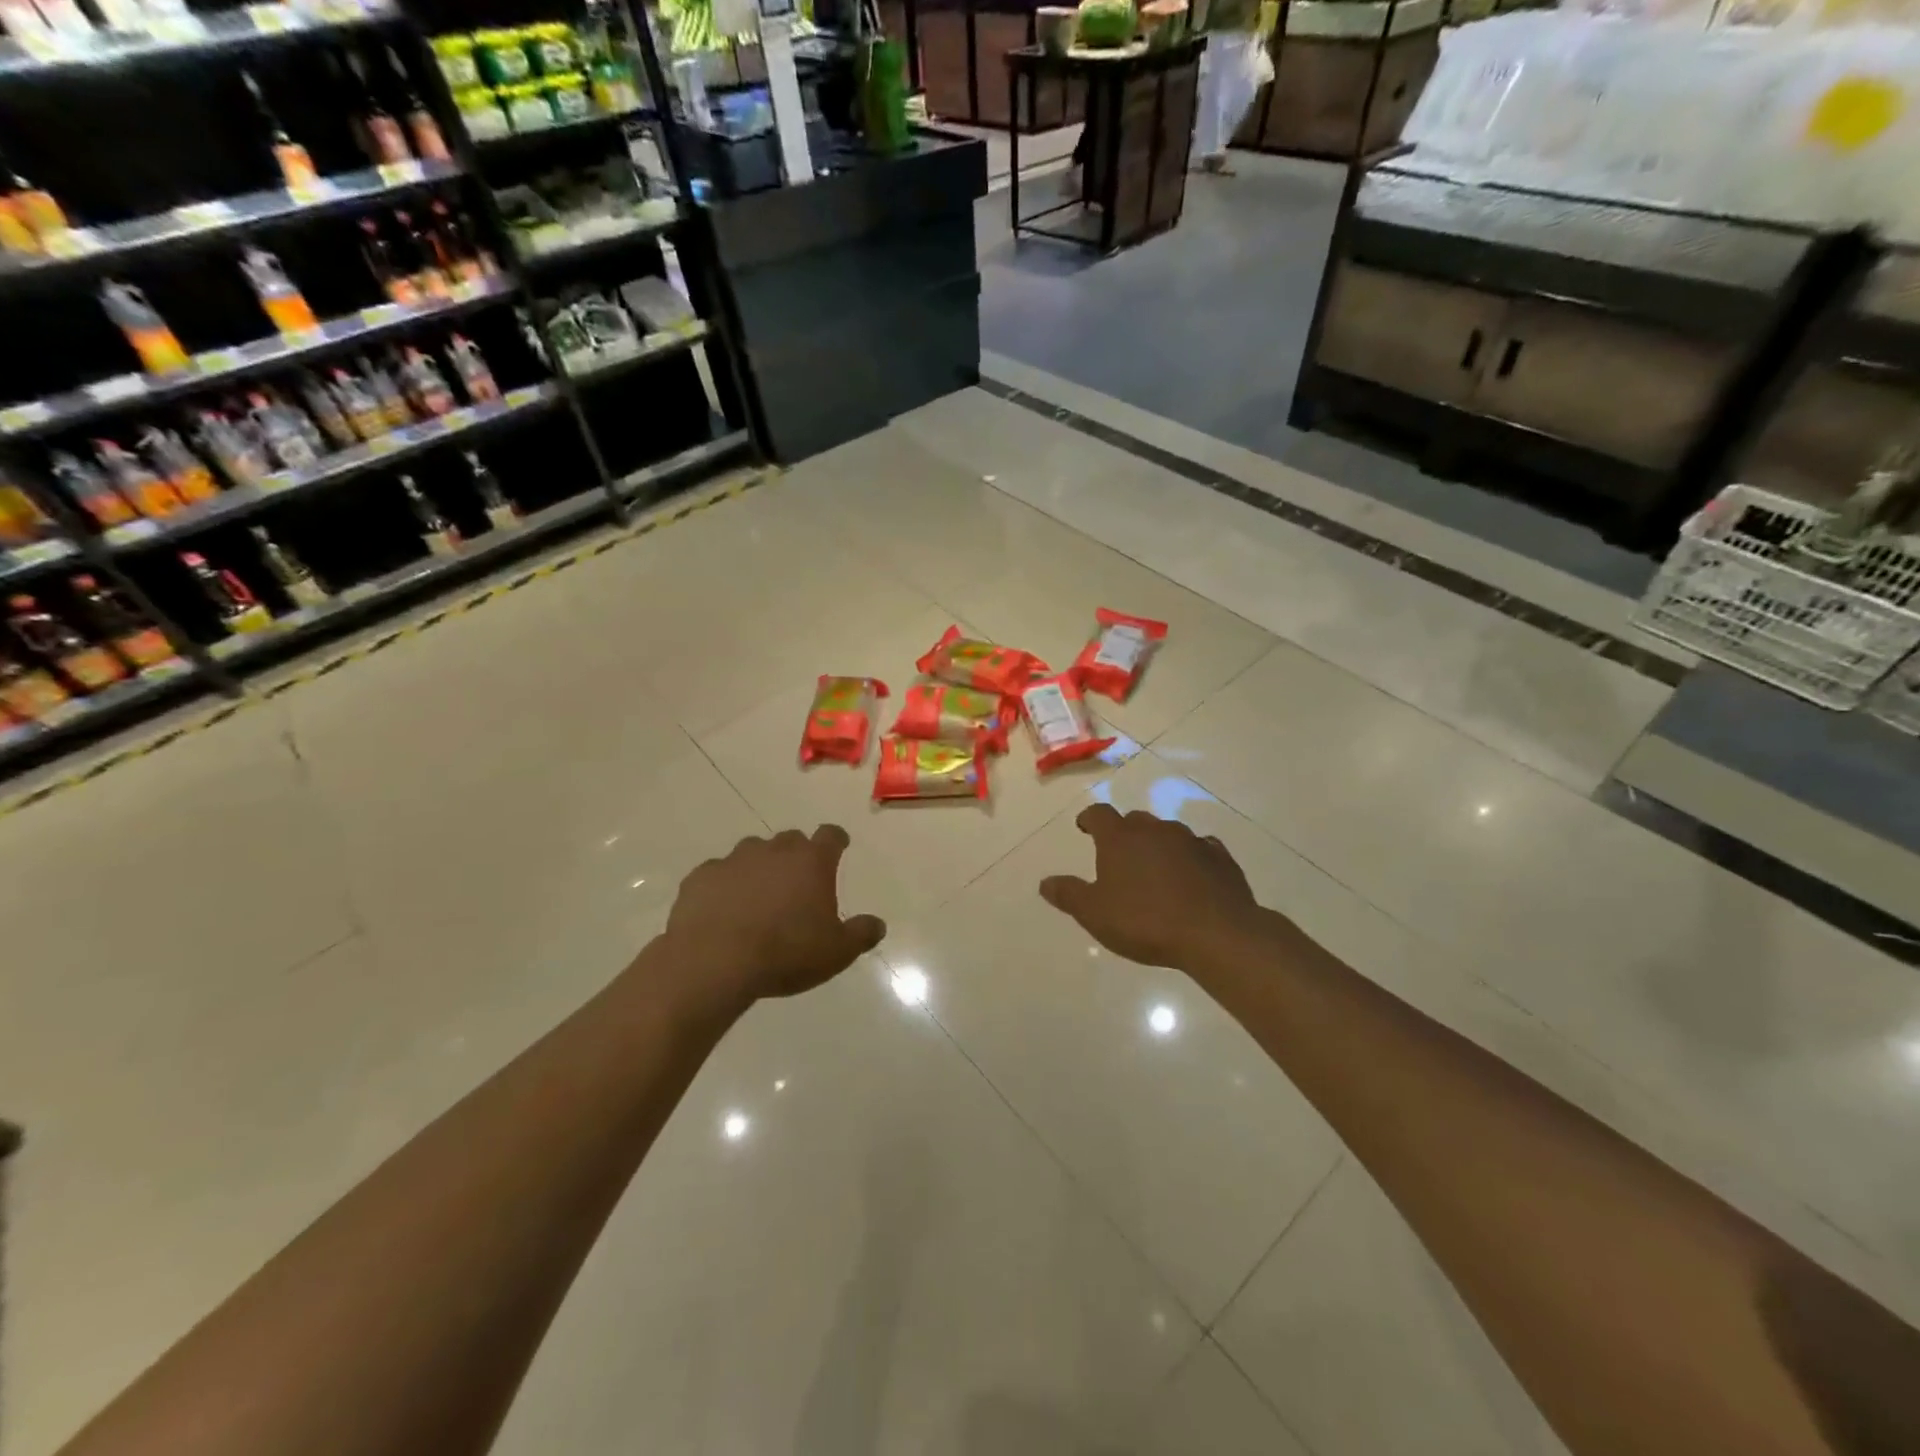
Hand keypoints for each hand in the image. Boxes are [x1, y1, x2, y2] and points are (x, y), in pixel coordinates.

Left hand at [661, 826, 885, 1009]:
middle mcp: (774, 851)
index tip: (839, 846)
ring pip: (752, 853)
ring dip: (759, 868)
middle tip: (798, 882)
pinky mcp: (701, 877)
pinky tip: (723, 910)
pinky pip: (718, 874)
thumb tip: (878, 925)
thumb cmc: (785, 953)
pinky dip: (725, 885)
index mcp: (811, 862)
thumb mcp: (836, 952)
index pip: (830, 835)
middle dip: (796, 856)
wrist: (714, 962)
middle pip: (791, 840)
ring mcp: (734, 860)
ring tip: (759, 897)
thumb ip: (861, 934)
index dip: (836, 840)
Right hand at [1040, 804, 1265, 972]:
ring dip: (1158, 845)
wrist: (1215, 933)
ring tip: (1155, 869)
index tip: (1084, 828)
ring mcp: (1191, 840)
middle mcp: (1155, 829)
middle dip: (1124, 833)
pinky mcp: (1220, 857)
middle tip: (1119, 856)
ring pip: (1168, 833)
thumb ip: (1069, 895)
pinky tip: (1192, 876)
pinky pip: (1200, 849)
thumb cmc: (1145, 921)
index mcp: (1120, 838)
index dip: (1089, 819)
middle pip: (1134, 820)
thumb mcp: (1095, 914)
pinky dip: (1191, 857)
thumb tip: (1045, 882)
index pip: (1099, 814)